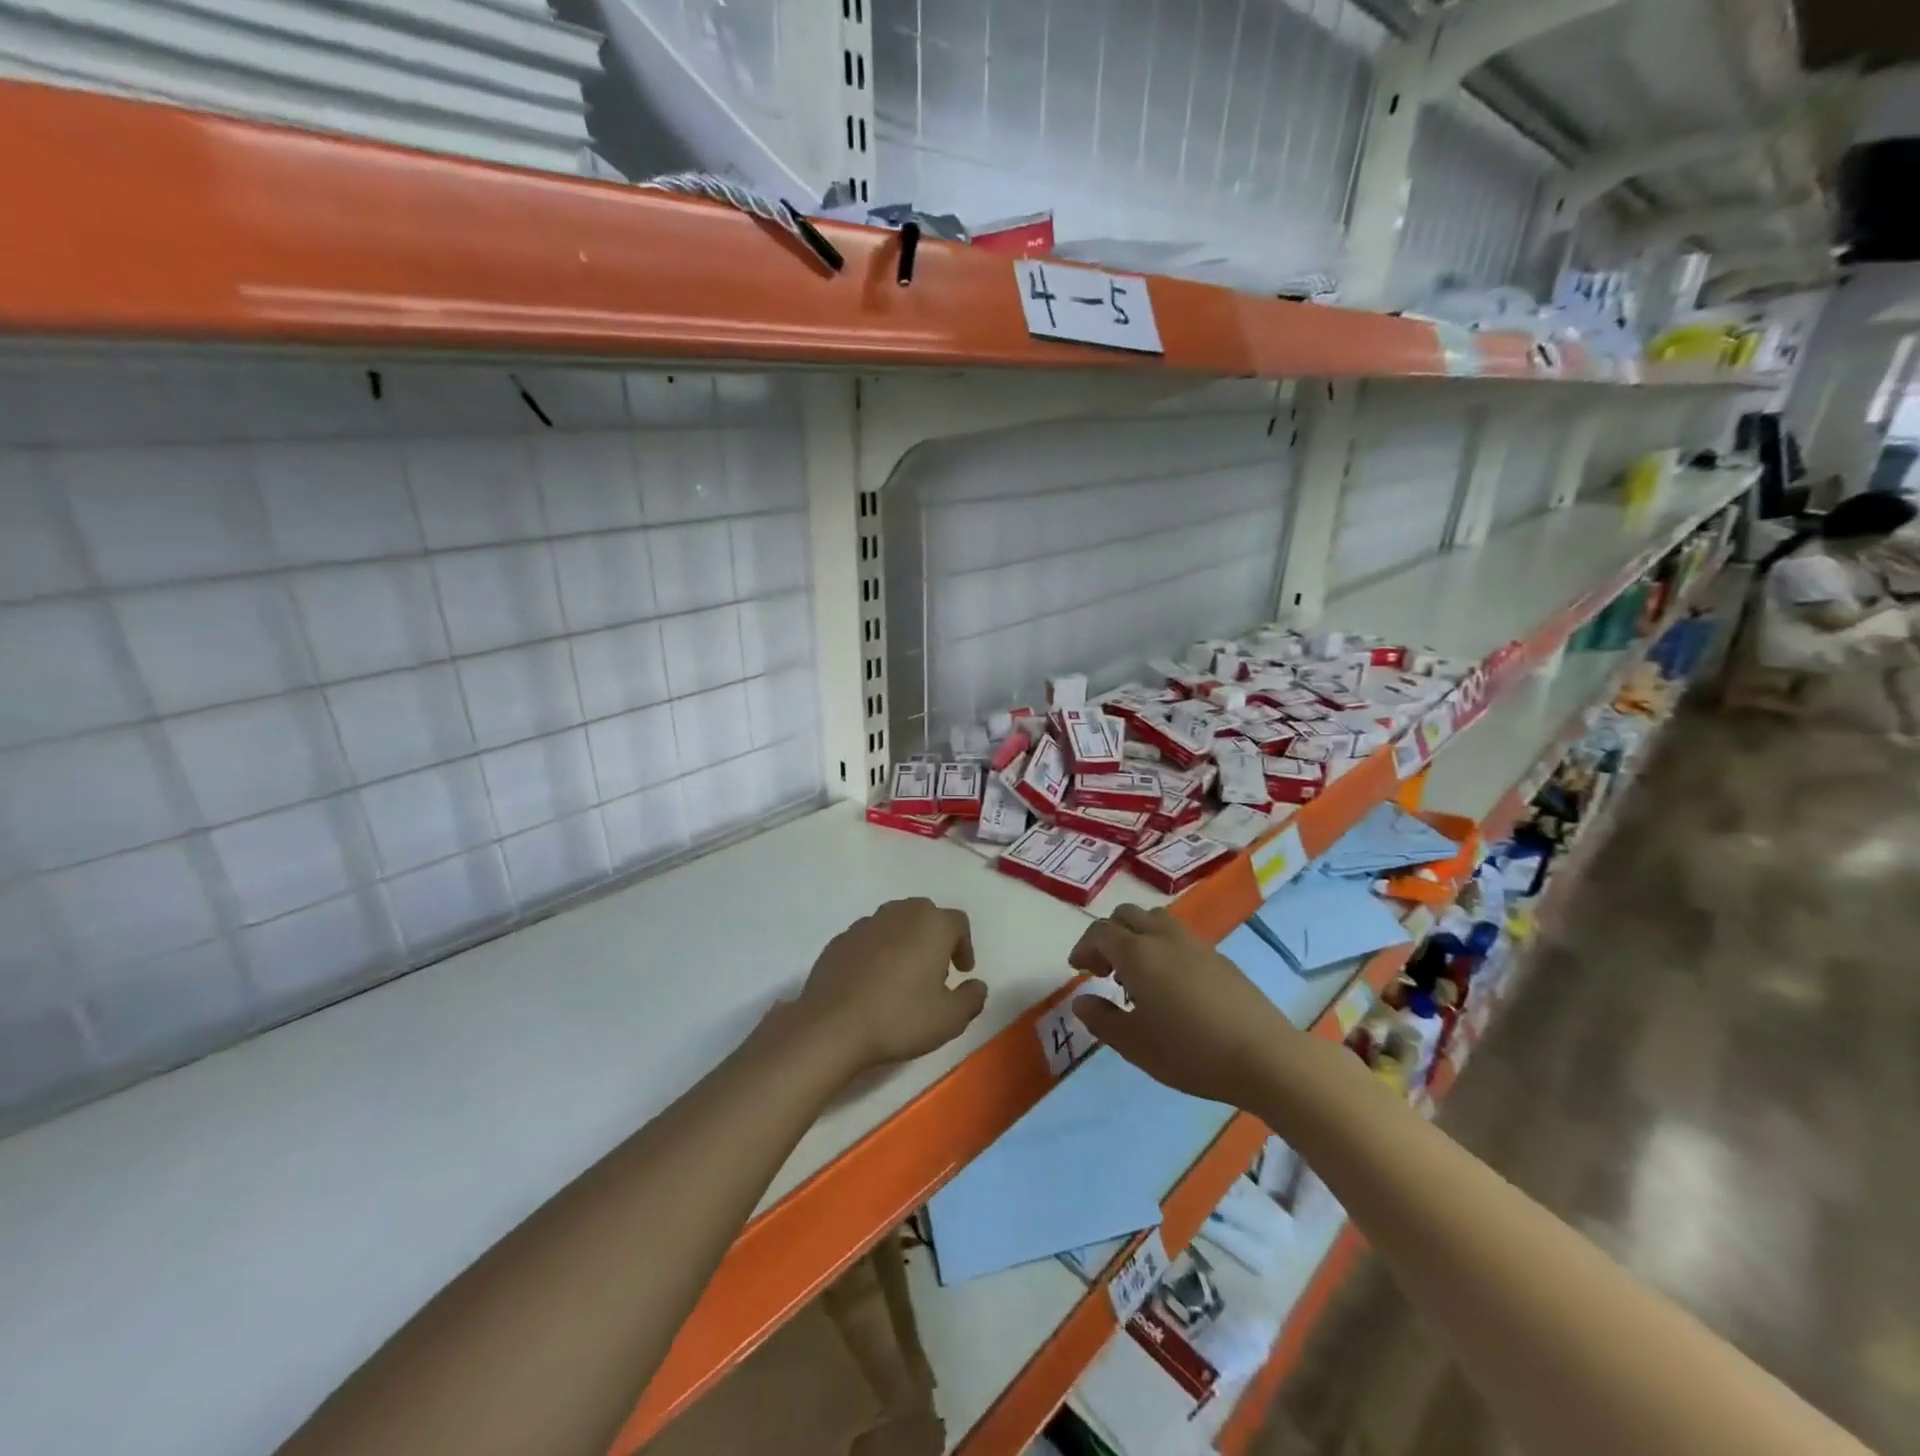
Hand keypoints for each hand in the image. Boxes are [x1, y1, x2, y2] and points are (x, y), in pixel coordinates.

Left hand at [794, 898, 986, 1076]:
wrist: (832, 1025)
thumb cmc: (900, 1017)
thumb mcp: (950, 1019)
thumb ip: (972, 998)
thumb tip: (977, 985)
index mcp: (931, 924)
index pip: (958, 923)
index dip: (965, 946)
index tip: (962, 972)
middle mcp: (900, 913)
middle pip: (926, 915)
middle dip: (935, 938)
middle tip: (936, 970)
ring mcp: (866, 923)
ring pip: (895, 923)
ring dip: (906, 942)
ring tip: (904, 976)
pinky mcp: (840, 939)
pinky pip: (869, 938)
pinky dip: (878, 952)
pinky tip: (873, 981)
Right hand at [1069, 904, 1293, 1106]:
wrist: (1264, 1056)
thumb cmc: (1191, 1052)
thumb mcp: (1135, 1045)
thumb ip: (1102, 1020)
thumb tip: (1081, 1000)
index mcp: (1137, 954)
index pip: (1100, 932)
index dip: (1084, 947)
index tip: (1079, 970)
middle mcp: (1163, 938)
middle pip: (1127, 915)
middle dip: (1109, 936)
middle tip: (1105, 970)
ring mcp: (1195, 944)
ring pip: (1155, 920)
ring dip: (1137, 936)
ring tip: (1137, 974)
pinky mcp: (1219, 957)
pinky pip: (1178, 936)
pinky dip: (1162, 947)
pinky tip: (1171, 985)